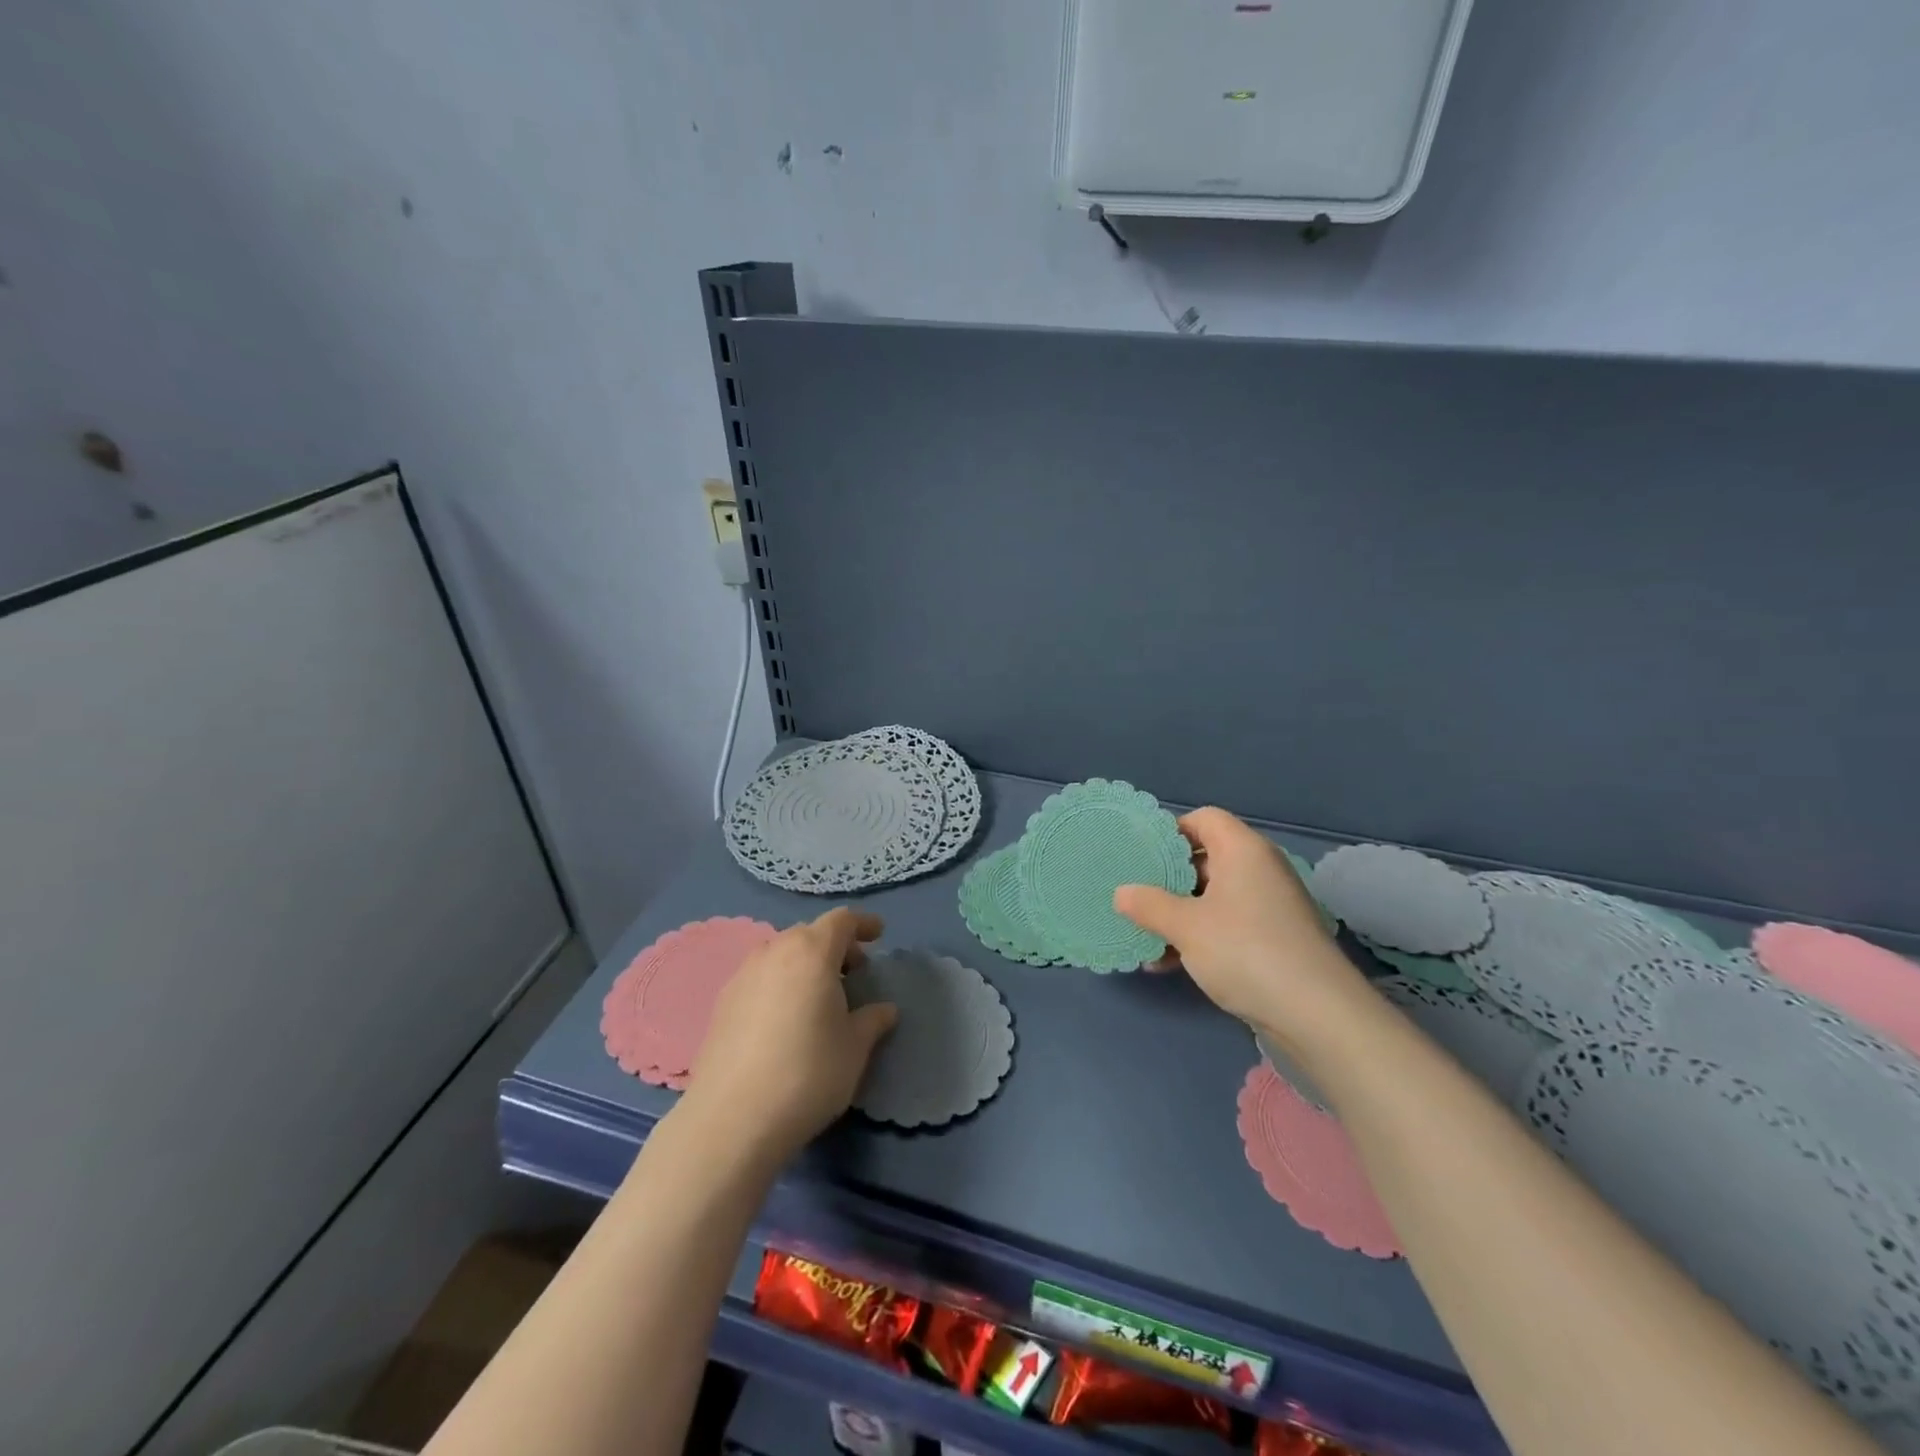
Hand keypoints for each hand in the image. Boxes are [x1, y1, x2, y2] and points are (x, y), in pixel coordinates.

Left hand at [681, 908, 897, 1166]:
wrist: (732, 1119)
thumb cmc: (808, 1074)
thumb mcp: (854, 1048)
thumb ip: (872, 1021)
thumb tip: (884, 1010)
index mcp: (812, 952)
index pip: (841, 921)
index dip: (862, 924)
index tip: (878, 935)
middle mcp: (774, 952)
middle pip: (809, 934)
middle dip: (834, 946)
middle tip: (854, 972)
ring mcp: (743, 976)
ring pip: (781, 953)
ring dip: (804, 963)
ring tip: (819, 995)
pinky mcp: (722, 1003)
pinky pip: (760, 977)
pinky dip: (780, 982)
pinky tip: (786, 1016)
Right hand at [1114, 808, 1372, 1037]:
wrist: (1317, 1014)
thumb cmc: (1245, 951)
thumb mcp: (1186, 927)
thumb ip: (1149, 905)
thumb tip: (1121, 893)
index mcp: (1243, 850)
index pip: (1204, 819)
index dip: (1171, 831)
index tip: (1140, 855)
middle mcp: (1259, 869)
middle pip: (1206, 858)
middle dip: (1167, 878)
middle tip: (1133, 894)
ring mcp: (1269, 906)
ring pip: (1213, 896)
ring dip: (1178, 913)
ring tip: (1143, 934)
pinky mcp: (1273, 939)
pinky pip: (1227, 924)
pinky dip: (1198, 936)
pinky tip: (1167, 963)